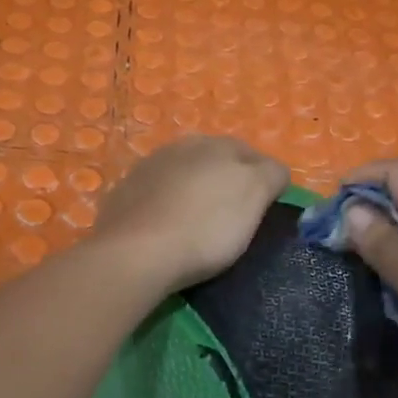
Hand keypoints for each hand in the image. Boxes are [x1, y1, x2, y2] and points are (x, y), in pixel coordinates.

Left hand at [95, 136, 289, 294]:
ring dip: (194, 189)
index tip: (265, 209)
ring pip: (183, 172)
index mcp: (219, 145)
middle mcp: (183, 146)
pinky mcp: (123, 191)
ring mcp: (149, 166)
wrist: (135, 253)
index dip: (265, 180)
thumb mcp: (253, 197)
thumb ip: (271, 175)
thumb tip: (274, 172)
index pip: (255, 155)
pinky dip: (165, 204)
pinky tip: (165, 226)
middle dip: (227, 180)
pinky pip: (155, 192)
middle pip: (216, 159)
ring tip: (198, 220)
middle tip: (234, 215)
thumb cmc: (206, 228)